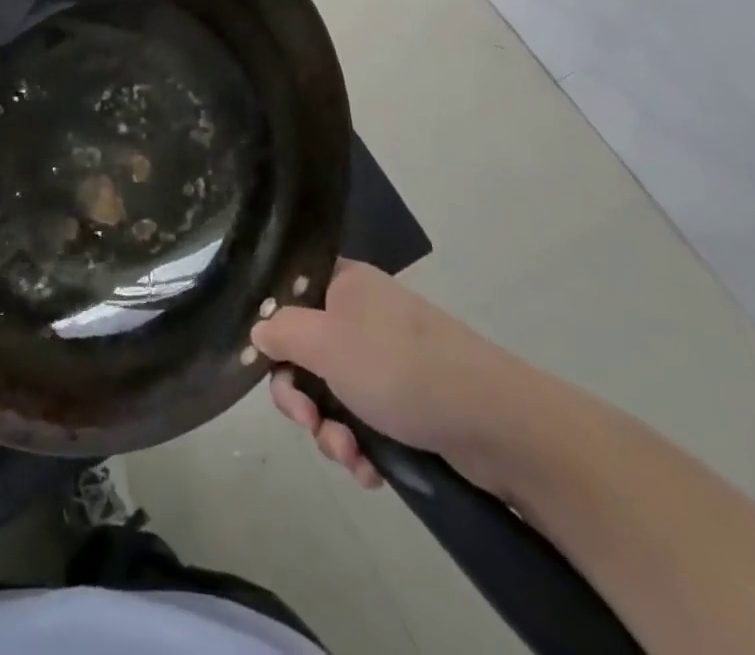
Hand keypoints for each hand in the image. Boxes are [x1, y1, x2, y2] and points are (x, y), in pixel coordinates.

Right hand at [250, 259, 521, 493]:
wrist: (495, 422)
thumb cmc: (397, 365)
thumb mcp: (324, 342)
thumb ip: (280, 331)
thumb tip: (259, 330)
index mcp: (342, 283)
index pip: (289, 294)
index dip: (272, 330)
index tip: (268, 365)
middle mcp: (361, 314)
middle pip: (305, 350)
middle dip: (301, 397)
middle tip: (307, 422)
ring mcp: (386, 358)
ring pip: (333, 393)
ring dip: (331, 431)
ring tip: (350, 457)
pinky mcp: (407, 400)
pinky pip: (365, 419)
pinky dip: (361, 446)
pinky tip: (370, 471)